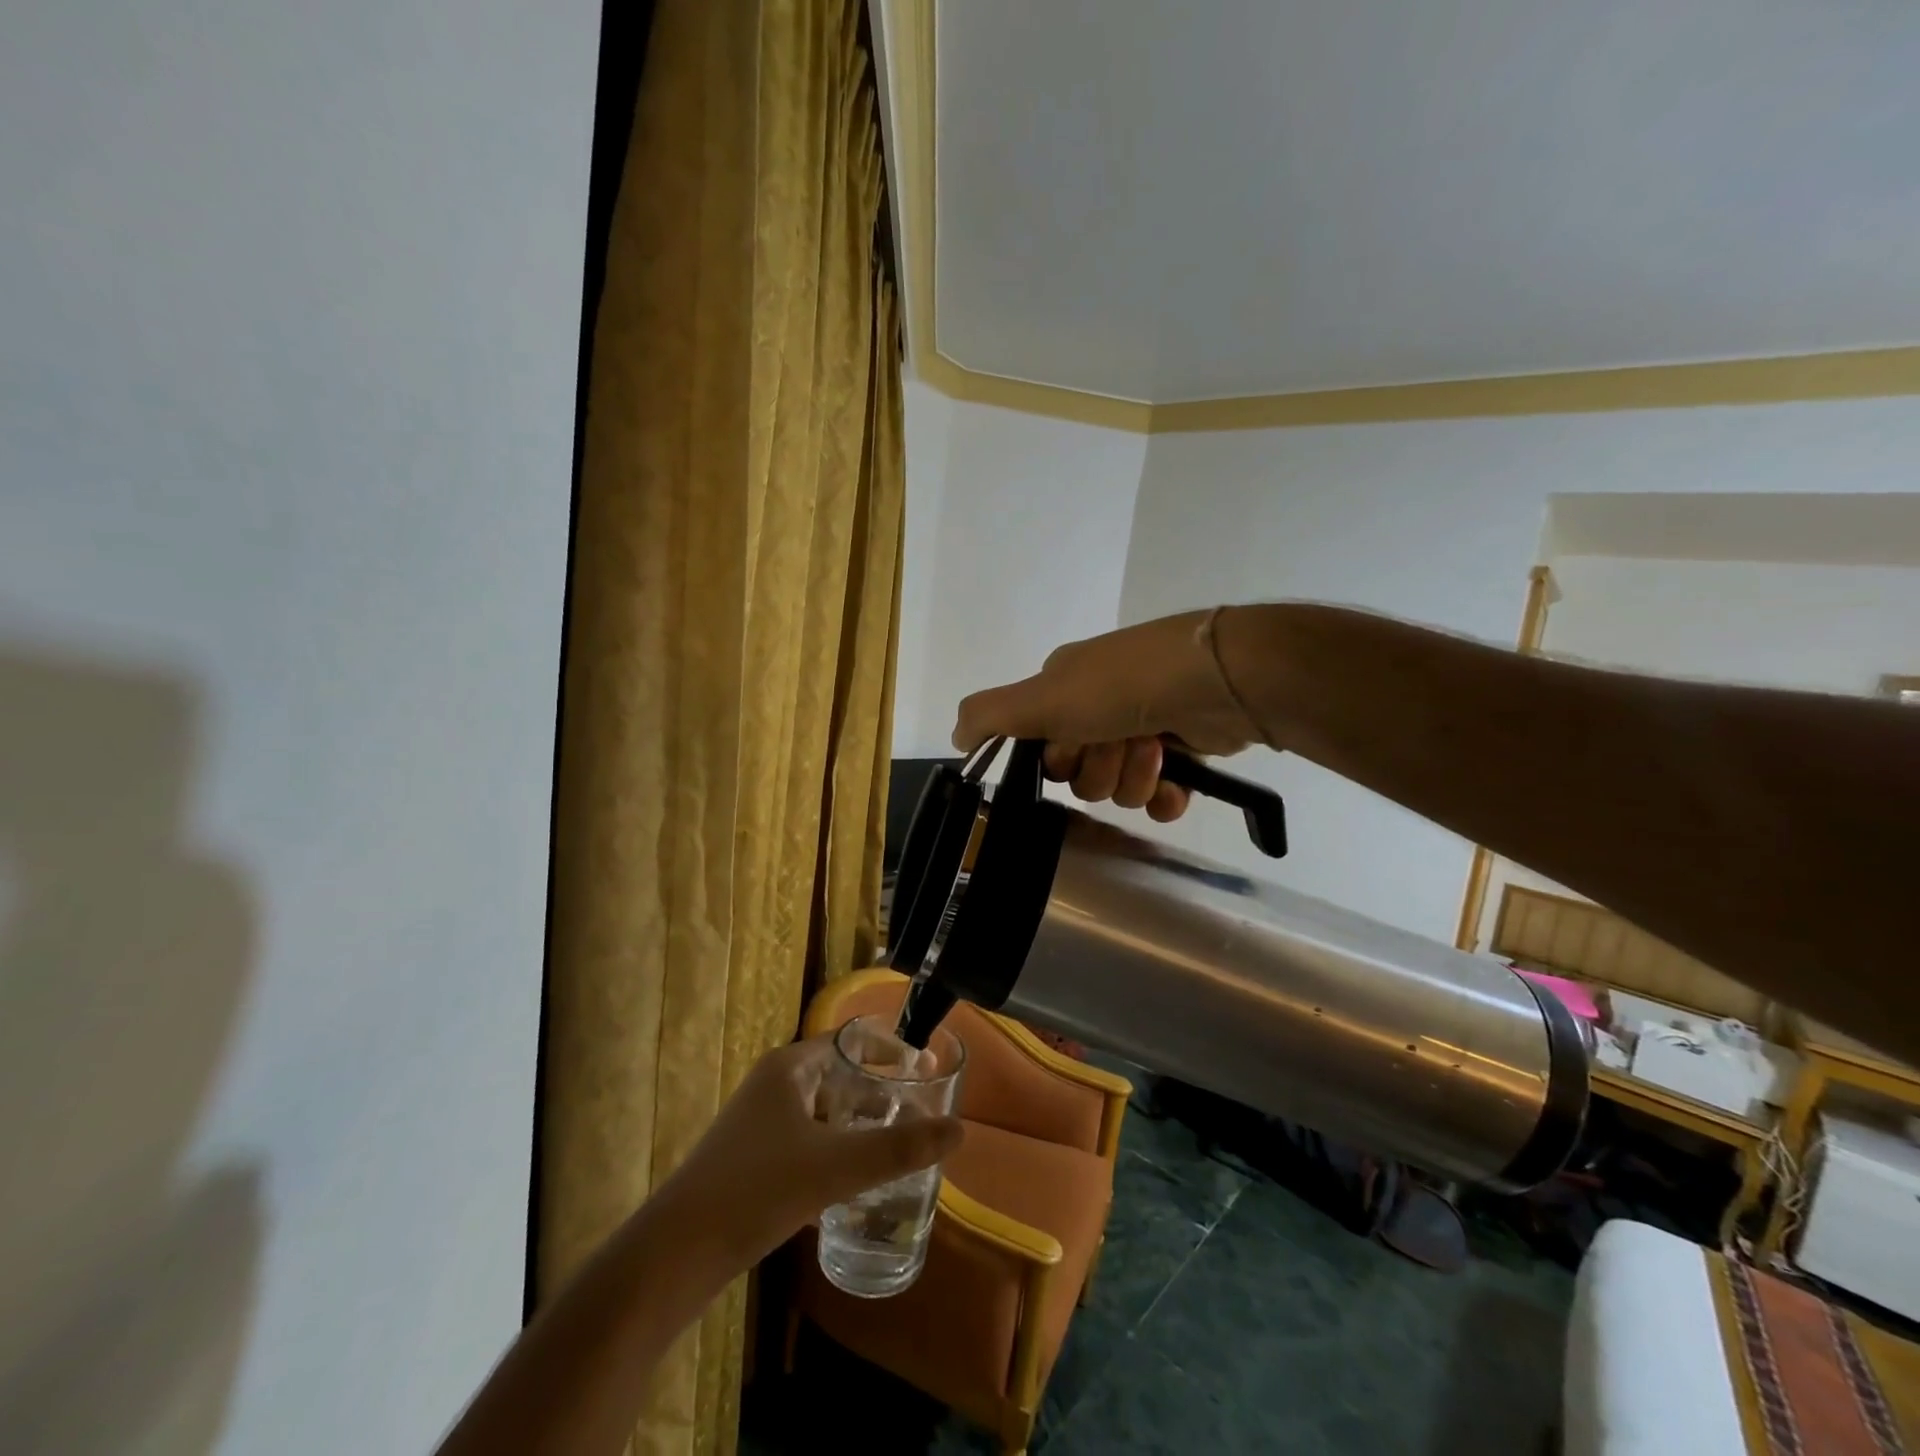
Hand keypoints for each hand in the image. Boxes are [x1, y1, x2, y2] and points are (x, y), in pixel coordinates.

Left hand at [653, 1035, 963, 1267]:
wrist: (675, 1253)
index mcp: (790, 1067)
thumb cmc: (758, 1189)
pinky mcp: (749, 1158)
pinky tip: (851, 1182)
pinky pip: (804, 1140)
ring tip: (894, 1143)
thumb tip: (959, 1129)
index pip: (850, 1040)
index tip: (925, 1067)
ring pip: (821, 1110)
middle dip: (878, 1090)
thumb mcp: (837, 1166)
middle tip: (918, 1110)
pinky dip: (833, 1149)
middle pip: (838, 1074)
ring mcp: (757, 1122)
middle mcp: (772, 1084)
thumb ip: (899, 1147)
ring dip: (856, 1123)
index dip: (889, 1050)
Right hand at [951, 609, 1262, 819]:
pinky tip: (1174, 787)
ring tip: (1155, 750)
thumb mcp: (1043, 696)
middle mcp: (1103, 706)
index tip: (1073, 744)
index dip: (1057, 758)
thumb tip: (955, 739)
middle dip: (1099, 769)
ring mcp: (1146, 726)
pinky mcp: (1185, 750)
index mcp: (1067, 689)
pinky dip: (1164, 797)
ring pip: (1119, 787)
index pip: (1042, 748)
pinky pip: (1159, 796)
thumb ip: (990, 715)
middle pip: (1080, 774)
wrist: (1218, 678)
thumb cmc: (1123, 685)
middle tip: (1119, 744)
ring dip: (1134, 777)